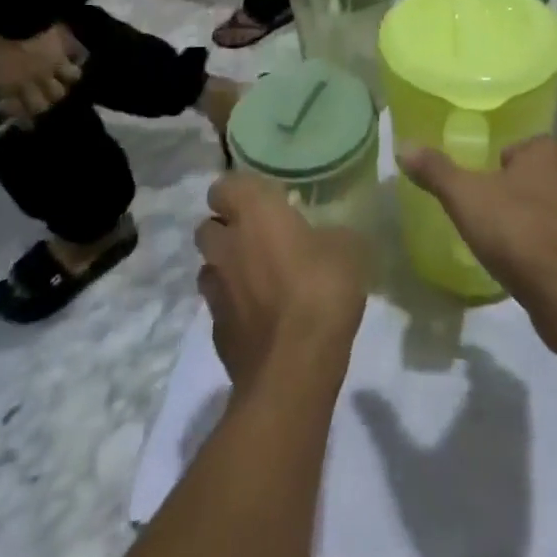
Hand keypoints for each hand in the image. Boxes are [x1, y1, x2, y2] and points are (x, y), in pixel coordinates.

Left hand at [0, 24, 86, 120]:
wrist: (21, 18)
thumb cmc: (0, 35)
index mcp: (8, 83)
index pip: (16, 108)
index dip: (21, 116)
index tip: (25, 119)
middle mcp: (30, 83)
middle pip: (42, 106)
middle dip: (44, 106)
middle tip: (46, 102)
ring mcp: (49, 72)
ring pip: (61, 91)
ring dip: (61, 89)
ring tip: (63, 85)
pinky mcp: (64, 58)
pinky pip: (73, 69)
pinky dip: (75, 68)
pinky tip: (76, 65)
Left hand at [196, 173, 365, 390]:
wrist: (293, 371)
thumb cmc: (321, 291)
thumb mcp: (348, 248)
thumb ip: (331, 232)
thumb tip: (329, 234)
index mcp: (253, 212)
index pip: (224, 185)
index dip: (241, 191)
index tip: (266, 199)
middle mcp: (226, 245)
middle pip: (208, 226)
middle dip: (227, 228)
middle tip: (261, 237)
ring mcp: (215, 290)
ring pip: (210, 266)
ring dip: (227, 267)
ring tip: (259, 278)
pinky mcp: (216, 331)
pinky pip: (220, 306)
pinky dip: (235, 305)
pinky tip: (262, 316)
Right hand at [399, 136, 556, 305]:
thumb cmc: (515, 230)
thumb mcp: (465, 196)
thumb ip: (436, 170)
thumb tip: (403, 146)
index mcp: (548, 152)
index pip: (518, 146)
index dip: (497, 162)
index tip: (480, 184)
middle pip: (534, 175)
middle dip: (514, 189)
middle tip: (486, 210)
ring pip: (549, 206)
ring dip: (530, 218)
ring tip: (503, 239)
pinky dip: (544, 245)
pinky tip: (524, 263)